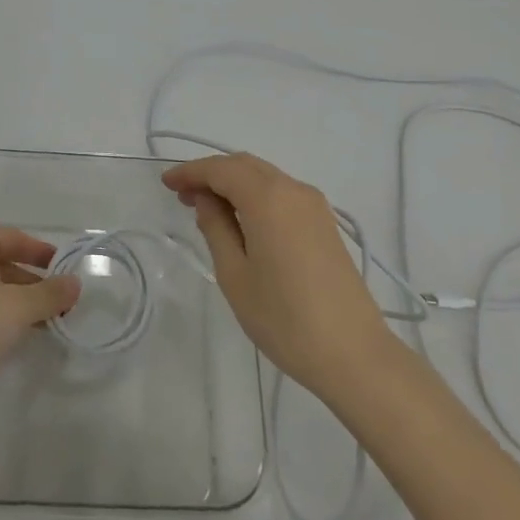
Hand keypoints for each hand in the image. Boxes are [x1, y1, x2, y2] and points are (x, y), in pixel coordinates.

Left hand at [0, 227, 80, 411]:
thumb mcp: (19, 308)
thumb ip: (50, 293)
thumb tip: (75, 283)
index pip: (12, 237)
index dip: (42, 252)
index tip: (65, 269)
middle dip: (31, 280)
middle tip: (58, 300)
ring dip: (15, 298)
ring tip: (43, 320)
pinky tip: (12, 332)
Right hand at [163, 153, 391, 403]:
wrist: (354, 353)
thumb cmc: (284, 318)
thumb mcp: (235, 275)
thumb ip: (216, 228)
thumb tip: (205, 200)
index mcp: (268, 198)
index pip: (220, 169)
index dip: (190, 172)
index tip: (166, 183)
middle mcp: (293, 190)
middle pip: (244, 165)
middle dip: (211, 173)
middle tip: (182, 195)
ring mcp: (314, 205)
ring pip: (264, 177)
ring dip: (233, 183)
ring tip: (206, 208)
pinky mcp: (324, 223)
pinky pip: (281, 193)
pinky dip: (255, 195)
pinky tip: (241, 219)